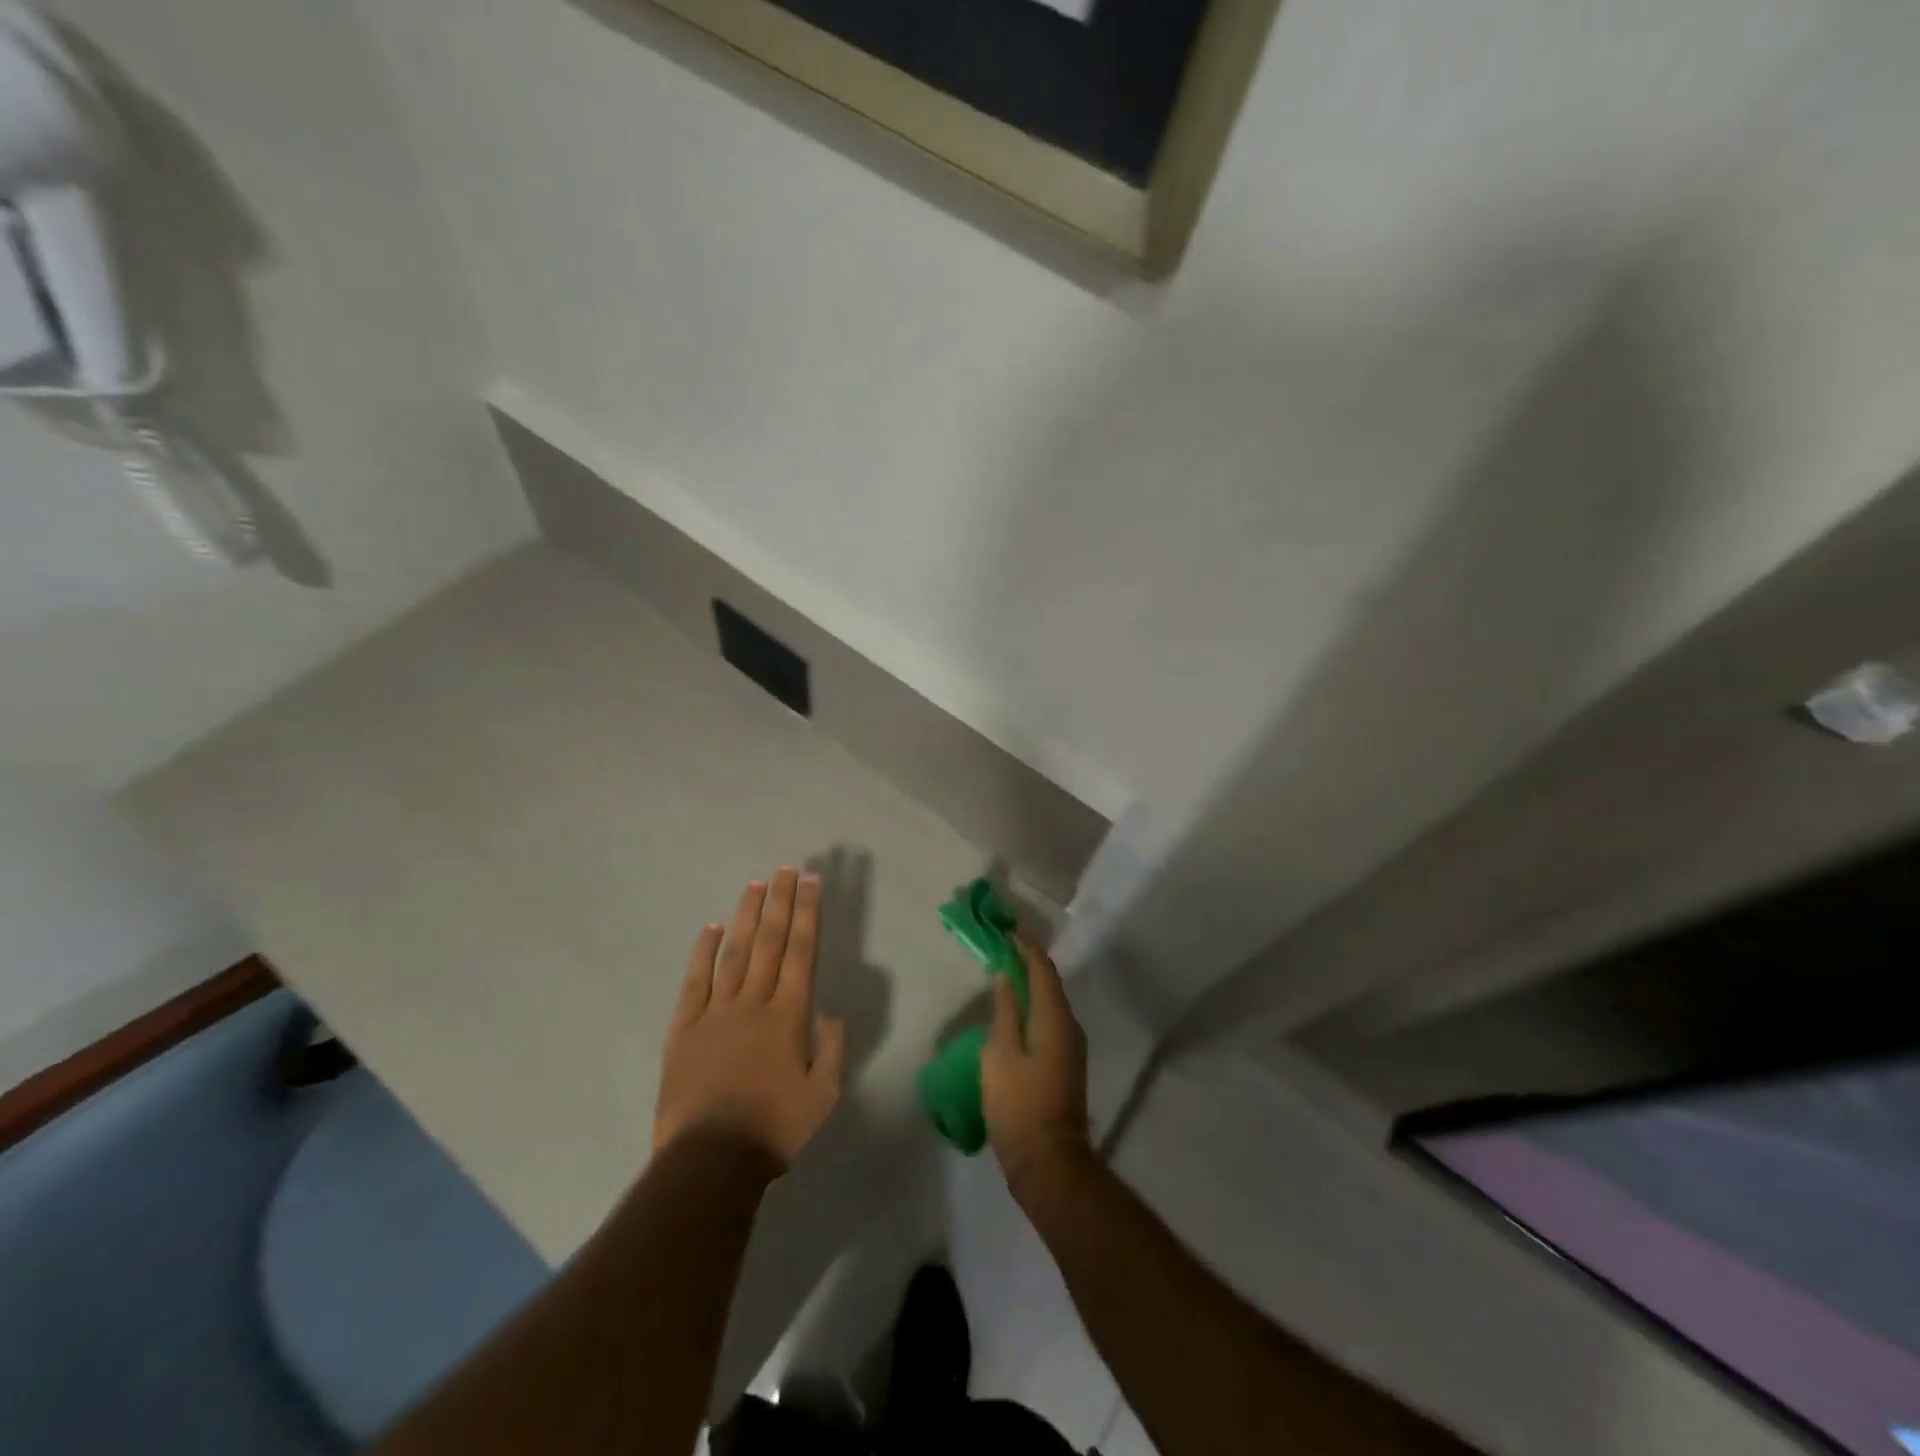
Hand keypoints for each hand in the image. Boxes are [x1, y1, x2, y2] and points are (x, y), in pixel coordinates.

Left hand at [654, 868, 846, 1168]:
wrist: (710, 1160)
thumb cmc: (774, 1129)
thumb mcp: (823, 1095)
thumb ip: (832, 1049)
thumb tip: (831, 1012)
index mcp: (789, 1015)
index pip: (802, 951)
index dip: (807, 913)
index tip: (812, 882)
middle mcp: (754, 1002)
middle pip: (770, 941)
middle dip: (781, 901)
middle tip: (787, 868)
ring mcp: (716, 1012)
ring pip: (735, 952)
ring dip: (748, 916)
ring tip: (757, 884)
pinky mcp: (685, 1028)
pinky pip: (695, 981)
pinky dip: (704, 952)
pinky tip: (712, 927)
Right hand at [982, 934, 1089, 1192]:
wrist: (1049, 1162)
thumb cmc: (1019, 1104)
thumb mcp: (1001, 1054)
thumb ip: (1005, 1012)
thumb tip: (1007, 976)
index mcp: (1055, 1018)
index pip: (1043, 969)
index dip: (1025, 947)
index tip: (1007, 930)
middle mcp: (1070, 1026)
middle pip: (1049, 984)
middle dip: (1028, 964)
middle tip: (1001, 950)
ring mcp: (1071, 1048)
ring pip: (1050, 1004)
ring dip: (1030, 987)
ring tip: (1004, 977)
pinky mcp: (1066, 1065)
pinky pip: (1049, 1022)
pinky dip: (1032, 1009)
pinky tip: (1013, 1015)